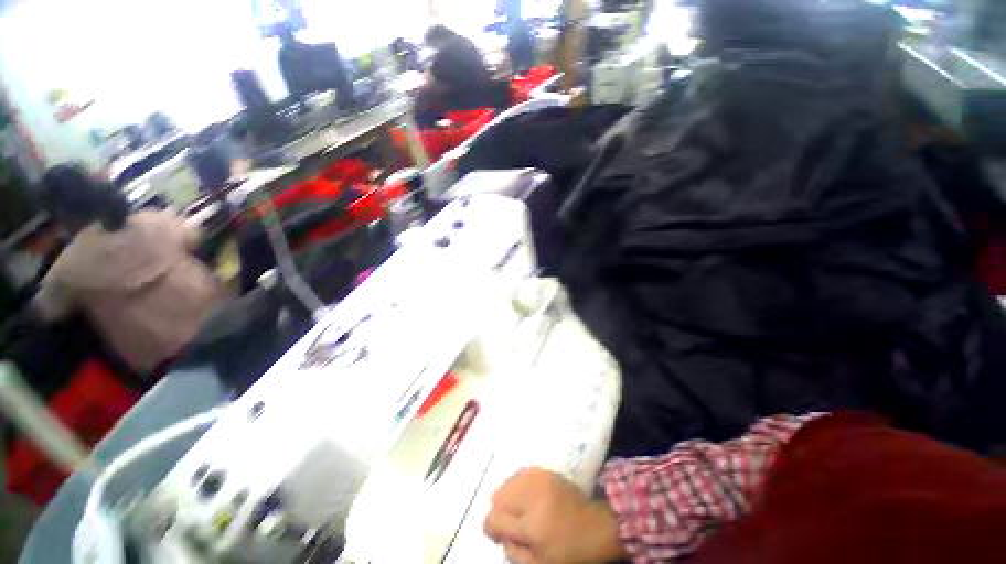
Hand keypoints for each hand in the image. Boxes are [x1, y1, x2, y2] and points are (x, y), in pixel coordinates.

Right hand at [483, 467, 626, 563]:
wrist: (597, 525)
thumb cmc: (569, 551)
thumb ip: (514, 553)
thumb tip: (500, 537)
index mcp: (530, 525)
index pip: (493, 519)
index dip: (492, 529)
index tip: (500, 535)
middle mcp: (530, 495)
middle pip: (497, 496)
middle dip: (500, 511)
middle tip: (513, 523)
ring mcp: (537, 478)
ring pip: (507, 482)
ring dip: (509, 496)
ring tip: (521, 509)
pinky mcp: (544, 470)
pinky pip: (520, 473)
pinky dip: (518, 484)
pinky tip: (528, 495)